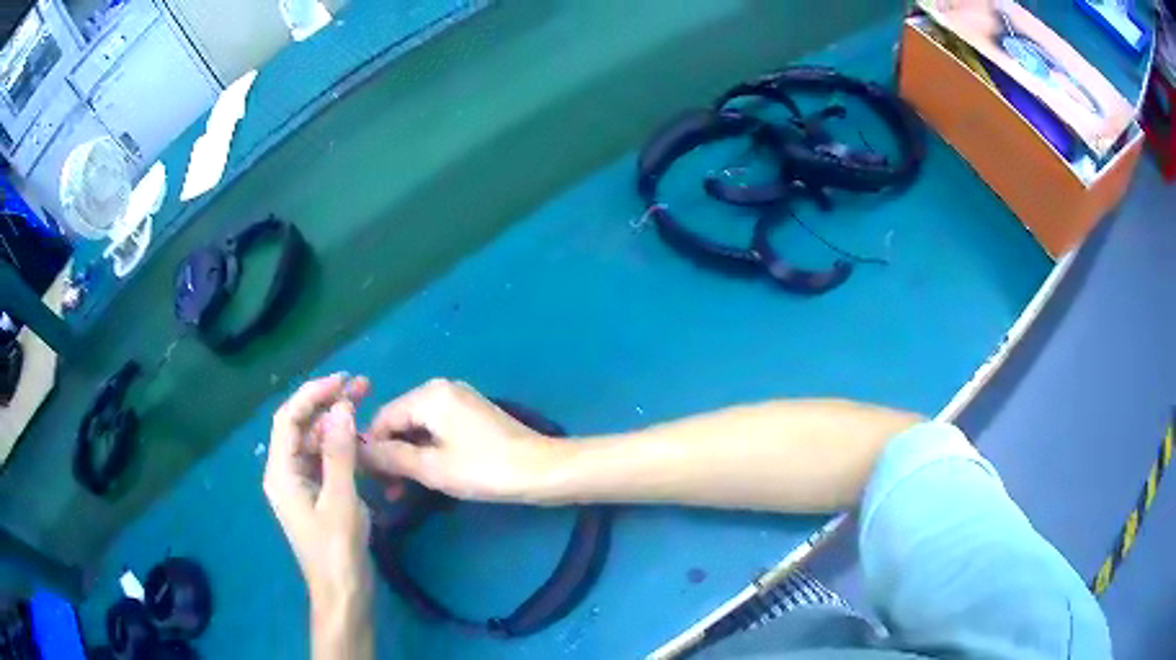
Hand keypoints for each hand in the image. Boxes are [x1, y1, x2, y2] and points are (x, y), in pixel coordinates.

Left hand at [262, 374, 373, 643]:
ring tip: (365, 406)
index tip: (343, 380)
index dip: (313, 394)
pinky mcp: (315, 495)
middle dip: (328, 404)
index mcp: (281, 472)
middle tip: (363, 386)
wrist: (343, 595)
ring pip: (314, 442)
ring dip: (337, 423)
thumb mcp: (341, 500)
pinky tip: (361, 441)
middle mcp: (285, 473)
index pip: (289, 418)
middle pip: (301, 427)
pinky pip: (324, 460)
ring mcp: (300, 485)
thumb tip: (341, 407)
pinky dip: (341, 446)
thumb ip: (339, 453)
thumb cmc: (337, 551)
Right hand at [360, 379, 568, 502]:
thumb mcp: (432, 467)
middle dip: (390, 455)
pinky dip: (427, 452)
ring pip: (418, 428)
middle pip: (400, 421)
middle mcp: (441, 389)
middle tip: (388, 491)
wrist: (542, 470)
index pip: (383, 417)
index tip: (367, 480)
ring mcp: (459, 401)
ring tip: (401, 492)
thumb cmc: (484, 469)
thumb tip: (359, 452)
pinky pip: (437, 431)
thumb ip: (391, 457)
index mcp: (429, 394)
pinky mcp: (471, 415)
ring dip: (408, 458)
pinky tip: (424, 476)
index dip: (370, 449)